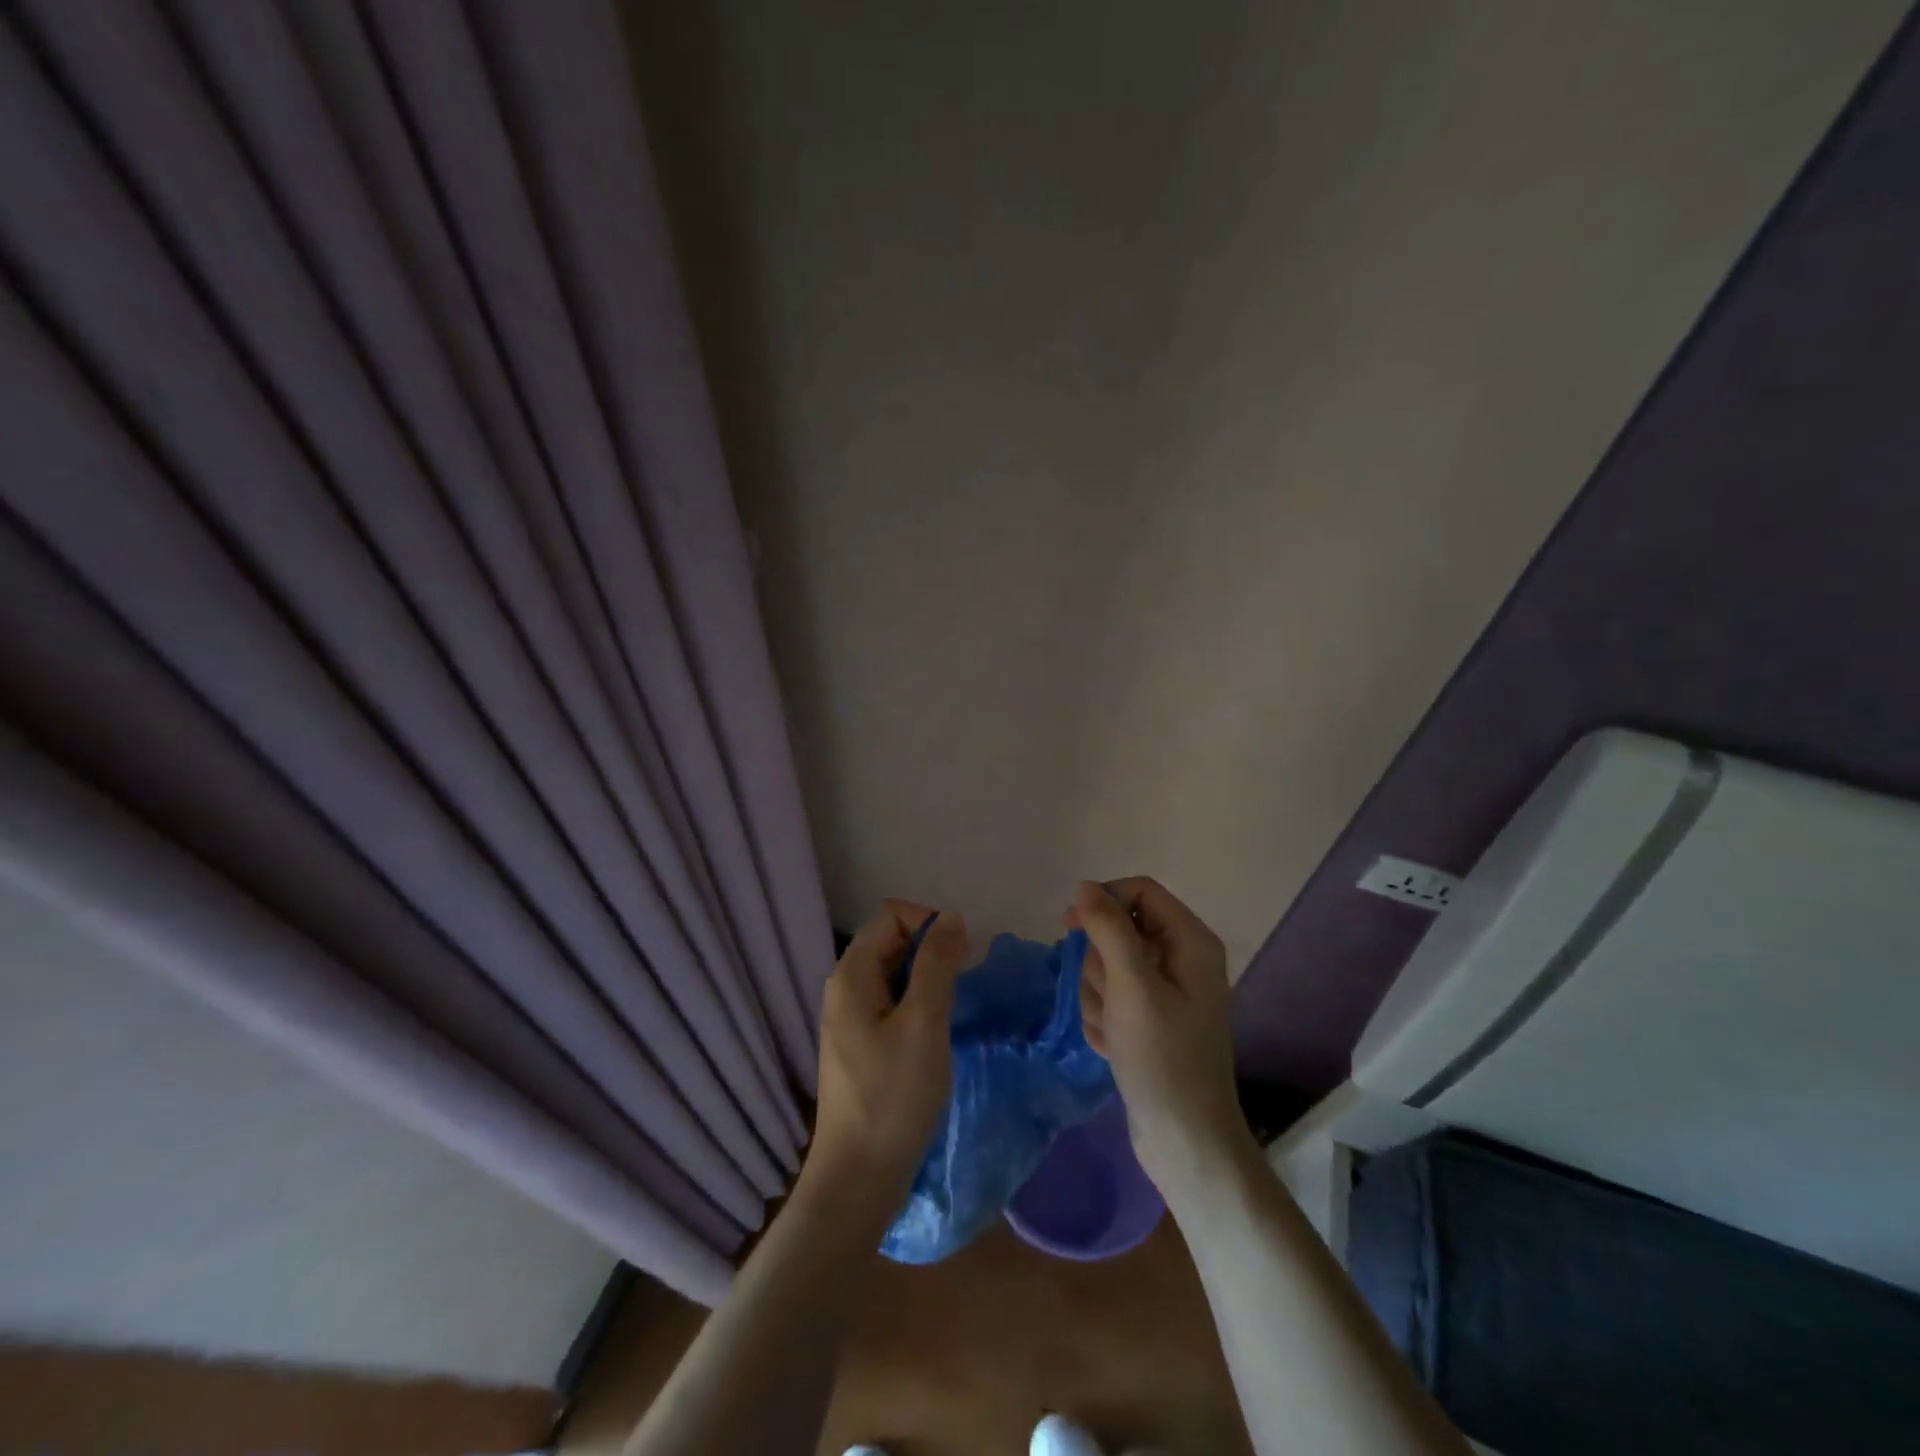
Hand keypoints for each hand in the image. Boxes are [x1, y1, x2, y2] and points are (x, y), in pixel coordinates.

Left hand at [806, 901, 968, 1210]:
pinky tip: (937, 1034)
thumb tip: (951, 918)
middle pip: (893, 940)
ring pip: (896, 973)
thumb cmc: (893, 1096)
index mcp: (852, 973)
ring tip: (953, 1011)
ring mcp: (851, 1017)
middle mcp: (845, 987)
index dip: (930, 923)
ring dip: (929, 980)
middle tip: (963, 987)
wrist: (858, 1179)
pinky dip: (919, 1005)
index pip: (893, 914)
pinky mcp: (862, 1044)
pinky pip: (894, 1002)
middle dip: (932, 951)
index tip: (961, 959)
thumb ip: (937, 964)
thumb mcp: (924, 1023)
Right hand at [1069, 878, 1250, 1198]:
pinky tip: (1114, 1047)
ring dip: (1098, 995)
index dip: (1102, 901)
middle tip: (1109, 998)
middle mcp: (1182, 959)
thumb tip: (1085, 887)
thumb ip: (1109, 929)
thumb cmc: (1162, 1058)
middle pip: (1119, 929)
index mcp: (1191, 941)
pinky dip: (1104, 1018)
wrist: (1183, 1141)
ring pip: (1108, 965)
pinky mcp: (1149, 1020)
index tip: (1069, 926)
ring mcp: (1165, 992)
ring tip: (1113, 1031)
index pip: (1140, 890)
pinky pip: (1111, 997)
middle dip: (1100, 963)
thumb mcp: (1132, 986)